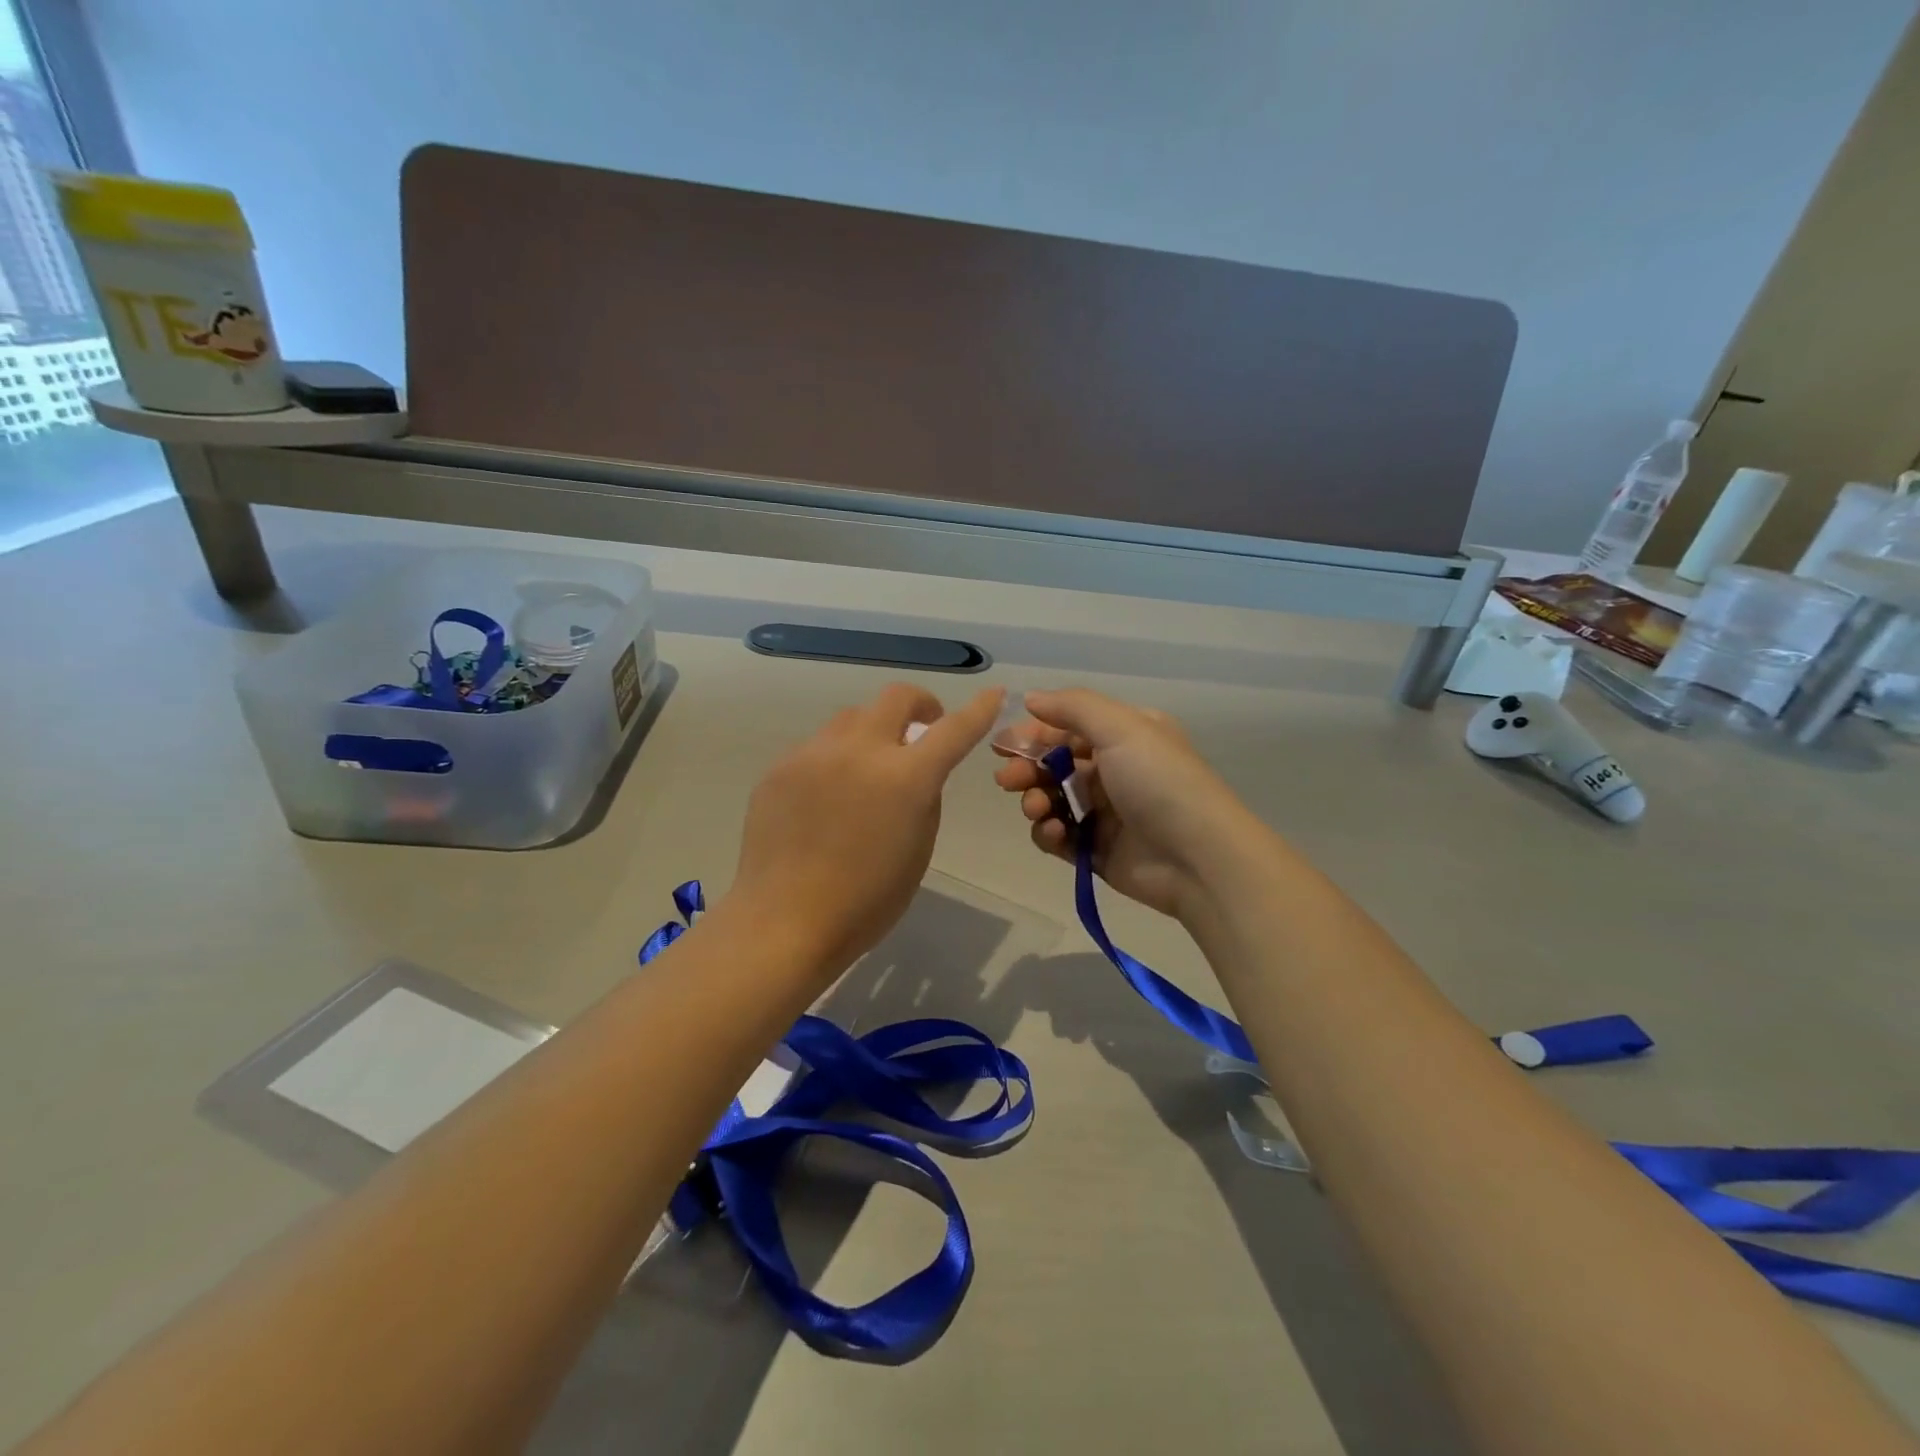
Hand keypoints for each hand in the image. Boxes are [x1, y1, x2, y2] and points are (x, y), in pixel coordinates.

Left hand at [730, 683, 1003, 975]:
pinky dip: (835, 760)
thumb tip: (914, 772)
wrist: (784, 920)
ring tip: (867, 771)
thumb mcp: (918, 851)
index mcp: (905, 779)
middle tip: (921, 731)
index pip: (953, 730)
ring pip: (852, 718)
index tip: (993, 694)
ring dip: (872, 732)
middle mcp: (860, 751)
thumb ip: (924, 799)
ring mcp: (814, 755)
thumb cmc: (866, 901)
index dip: (978, 709)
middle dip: (919, 705)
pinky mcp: (780, 767)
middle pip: (896, 698)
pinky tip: (825, 799)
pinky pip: (817, 748)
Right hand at [992, 689, 1252, 920]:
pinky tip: (1054, 833)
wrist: (1198, 858)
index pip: (1067, 728)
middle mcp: (1115, 770)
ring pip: (1053, 800)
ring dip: (1036, 801)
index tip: (1001, 745)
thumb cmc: (1159, 781)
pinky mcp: (1097, 850)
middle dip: (1027, 769)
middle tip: (1009, 780)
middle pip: (1055, 764)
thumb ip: (1072, 707)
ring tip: (1037, 809)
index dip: (1033, 734)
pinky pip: (1059, 836)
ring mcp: (1106, 813)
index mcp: (1125, 736)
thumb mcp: (1121, 728)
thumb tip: (1031, 698)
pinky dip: (1049, 833)